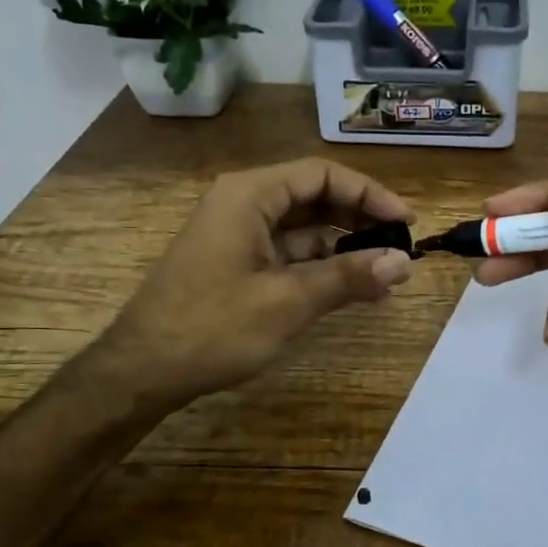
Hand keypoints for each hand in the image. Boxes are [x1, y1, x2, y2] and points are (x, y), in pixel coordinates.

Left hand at [97, 158, 413, 409]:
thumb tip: (404, 262)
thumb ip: (347, 277)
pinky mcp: (236, 265)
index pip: (322, 174)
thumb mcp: (287, 301)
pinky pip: (288, 255)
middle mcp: (243, 204)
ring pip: (304, 230)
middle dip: (359, 220)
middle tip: (400, 248)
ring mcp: (238, 235)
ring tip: (387, 276)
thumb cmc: (212, 327)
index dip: (369, 194)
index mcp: (250, 195)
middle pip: (314, 197)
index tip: (406, 222)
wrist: (142, 371)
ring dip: (344, 249)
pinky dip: (321, 269)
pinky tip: (353, 291)